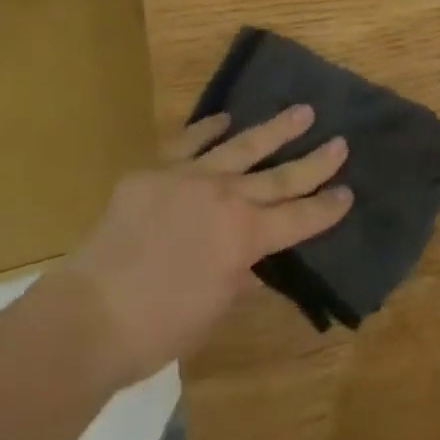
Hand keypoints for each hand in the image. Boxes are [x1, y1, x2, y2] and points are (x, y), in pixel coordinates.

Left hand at [60, 105, 353, 386]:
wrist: (90, 314)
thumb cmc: (159, 328)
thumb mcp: (215, 308)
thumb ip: (238, 273)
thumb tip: (248, 256)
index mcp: (245, 237)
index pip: (298, 219)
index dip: (326, 208)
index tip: (349, 192)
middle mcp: (225, 197)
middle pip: (279, 176)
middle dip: (314, 161)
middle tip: (340, 142)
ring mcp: (189, 177)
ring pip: (241, 146)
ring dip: (274, 129)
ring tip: (302, 111)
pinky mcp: (155, 170)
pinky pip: (188, 142)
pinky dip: (209, 129)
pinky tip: (225, 118)